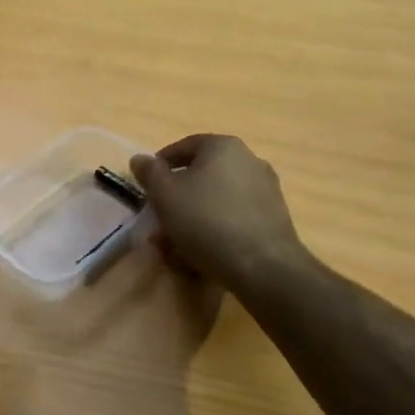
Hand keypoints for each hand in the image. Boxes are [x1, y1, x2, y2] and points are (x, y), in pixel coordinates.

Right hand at [129, 135, 307, 290]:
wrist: (264, 267)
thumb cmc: (207, 221)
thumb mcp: (165, 195)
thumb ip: (150, 173)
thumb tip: (140, 159)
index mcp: (223, 147)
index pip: (183, 147)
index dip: (160, 166)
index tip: (146, 189)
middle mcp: (249, 161)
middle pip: (201, 177)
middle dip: (176, 201)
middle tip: (158, 223)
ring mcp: (265, 191)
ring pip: (216, 202)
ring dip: (192, 221)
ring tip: (174, 249)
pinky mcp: (274, 220)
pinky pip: (234, 219)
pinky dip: (215, 232)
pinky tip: (200, 257)